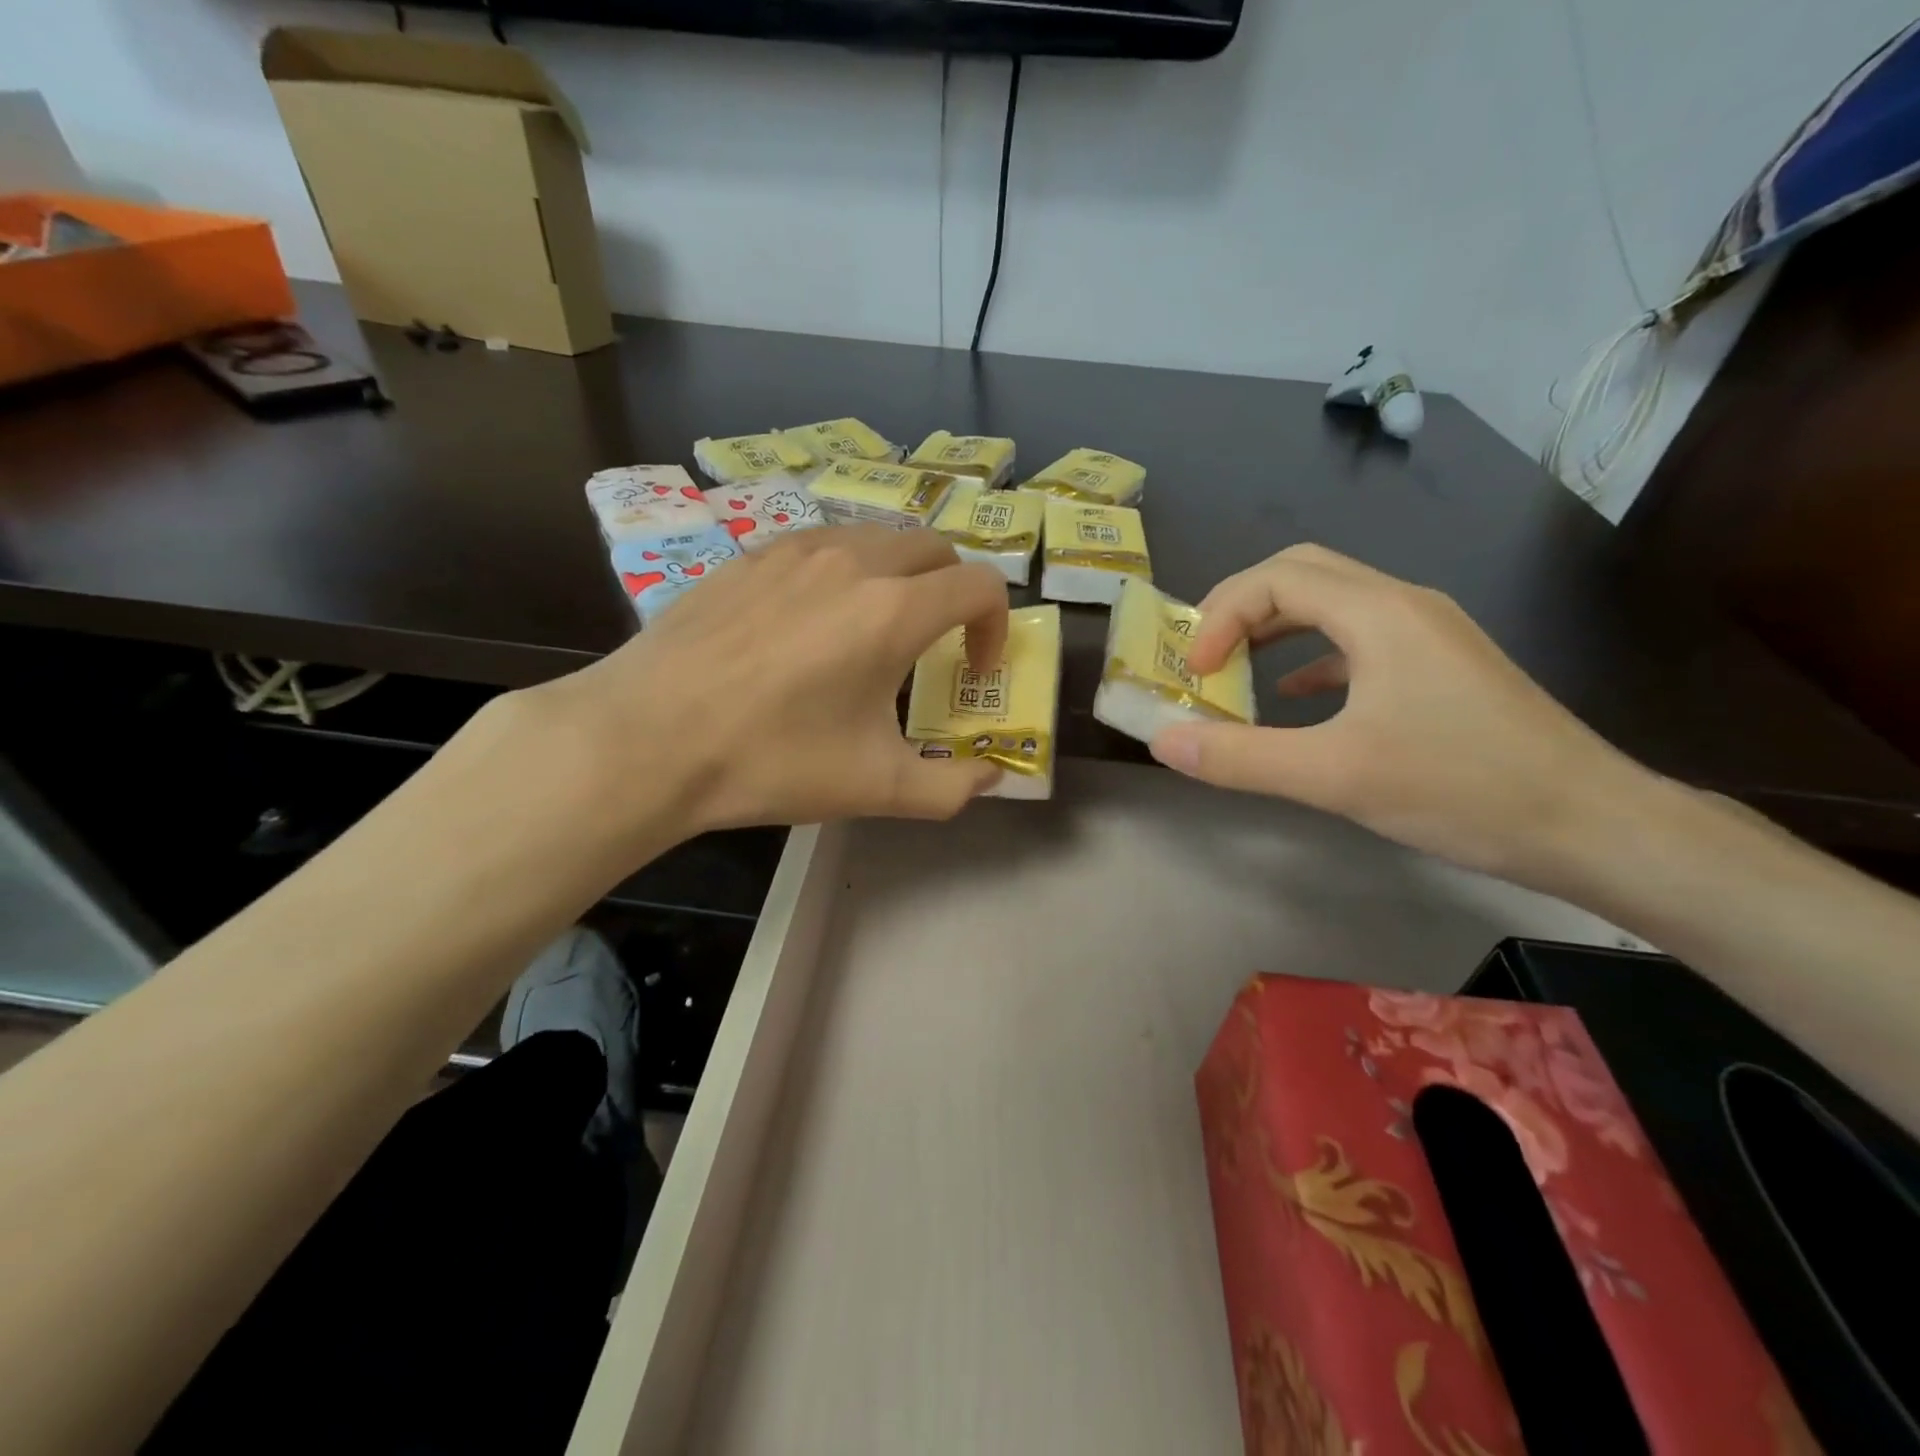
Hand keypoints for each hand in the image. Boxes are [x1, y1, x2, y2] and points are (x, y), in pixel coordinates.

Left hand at [522, 526, 1009, 837]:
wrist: (648, 738)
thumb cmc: (771, 761)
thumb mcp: (874, 788)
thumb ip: (950, 788)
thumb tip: (992, 777)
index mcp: (893, 611)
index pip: (981, 585)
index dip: (995, 626)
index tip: (972, 670)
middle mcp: (852, 562)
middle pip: (935, 547)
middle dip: (954, 590)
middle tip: (936, 643)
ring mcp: (795, 549)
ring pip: (877, 537)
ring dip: (901, 574)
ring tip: (876, 627)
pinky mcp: (750, 555)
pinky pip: (821, 543)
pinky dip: (845, 569)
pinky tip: (812, 619)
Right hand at [1148, 544, 1654, 883]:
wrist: (1591, 824)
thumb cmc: (1461, 788)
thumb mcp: (1334, 776)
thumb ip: (1240, 757)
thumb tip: (1163, 740)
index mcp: (1379, 613)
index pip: (1275, 579)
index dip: (1220, 617)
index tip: (1195, 672)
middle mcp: (1404, 605)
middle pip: (1303, 573)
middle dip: (1241, 607)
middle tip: (1203, 653)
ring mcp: (1428, 634)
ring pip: (1333, 603)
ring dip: (1274, 626)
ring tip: (1234, 667)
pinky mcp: (1441, 667)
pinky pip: (1359, 639)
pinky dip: (1311, 656)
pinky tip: (1294, 694)